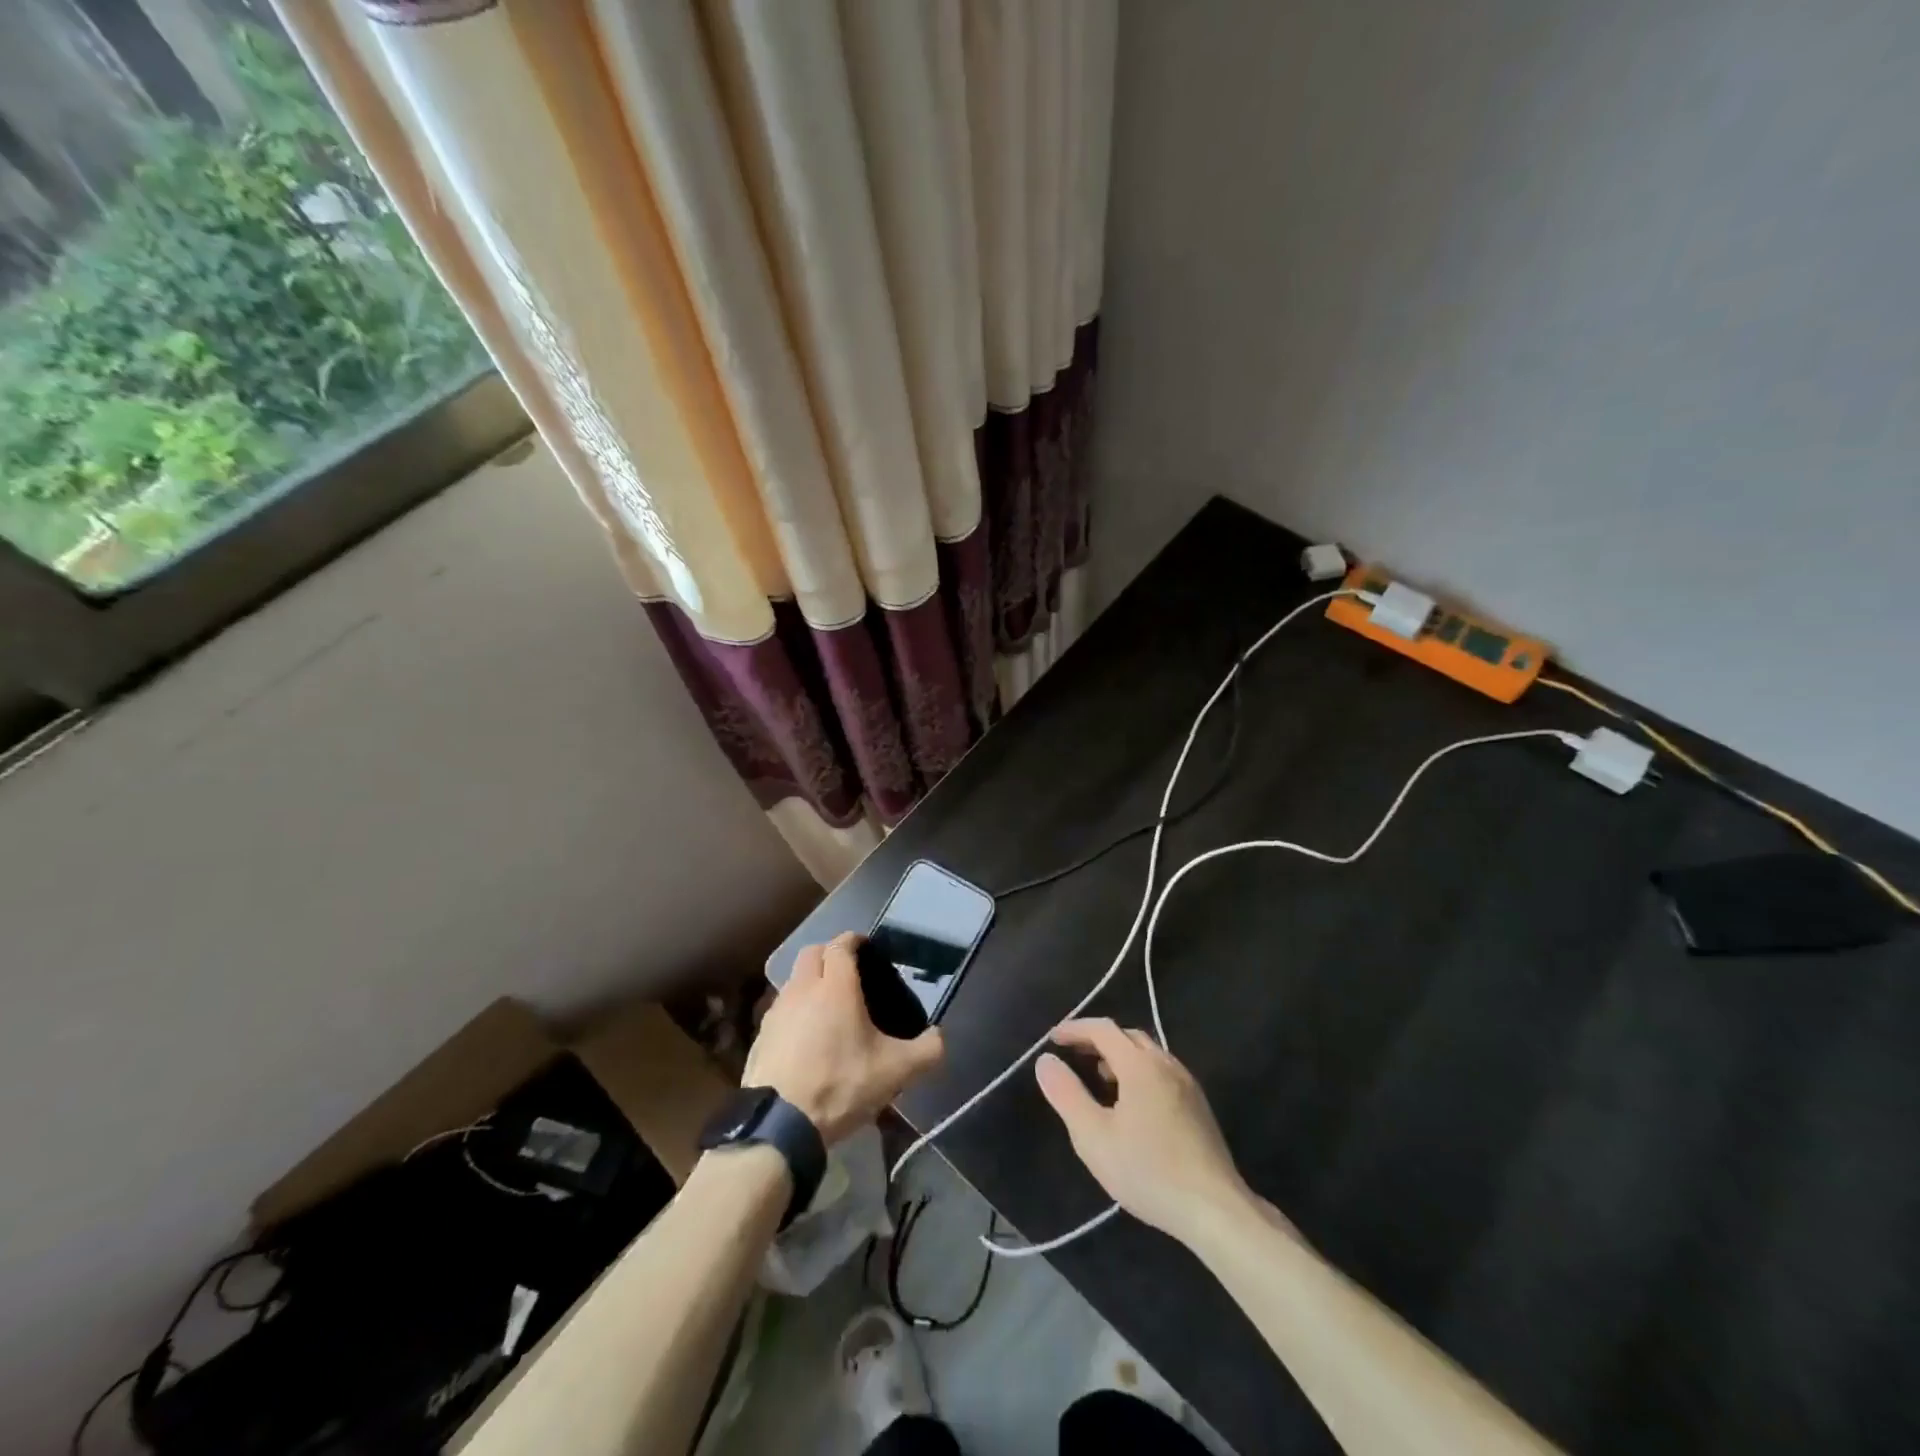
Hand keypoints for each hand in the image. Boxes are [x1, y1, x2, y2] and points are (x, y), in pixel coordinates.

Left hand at [745, 934, 944, 1143]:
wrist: (780, 1123)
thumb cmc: (841, 1085)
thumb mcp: (895, 1072)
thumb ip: (926, 1051)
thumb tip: (939, 1038)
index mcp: (836, 986)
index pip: (841, 945)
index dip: (854, 940)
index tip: (866, 947)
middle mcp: (803, 988)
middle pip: (812, 953)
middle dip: (829, 954)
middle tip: (848, 972)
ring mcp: (777, 1011)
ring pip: (794, 980)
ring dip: (809, 982)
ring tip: (827, 1006)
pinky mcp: (761, 1035)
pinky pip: (780, 1009)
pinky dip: (794, 1011)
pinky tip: (805, 1036)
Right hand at [1035, 1018, 1251, 1244]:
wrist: (1215, 1209)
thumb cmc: (1148, 1171)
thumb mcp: (1094, 1137)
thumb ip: (1066, 1094)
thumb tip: (1045, 1061)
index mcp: (1140, 1065)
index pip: (1103, 1029)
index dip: (1075, 1029)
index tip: (1053, 1038)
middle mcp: (1166, 1064)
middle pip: (1128, 1036)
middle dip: (1098, 1039)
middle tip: (1074, 1054)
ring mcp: (1187, 1084)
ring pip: (1148, 1053)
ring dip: (1120, 1055)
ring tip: (1099, 1076)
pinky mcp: (1198, 1105)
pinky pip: (1162, 1071)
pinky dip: (1139, 1071)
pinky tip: (1131, 1103)